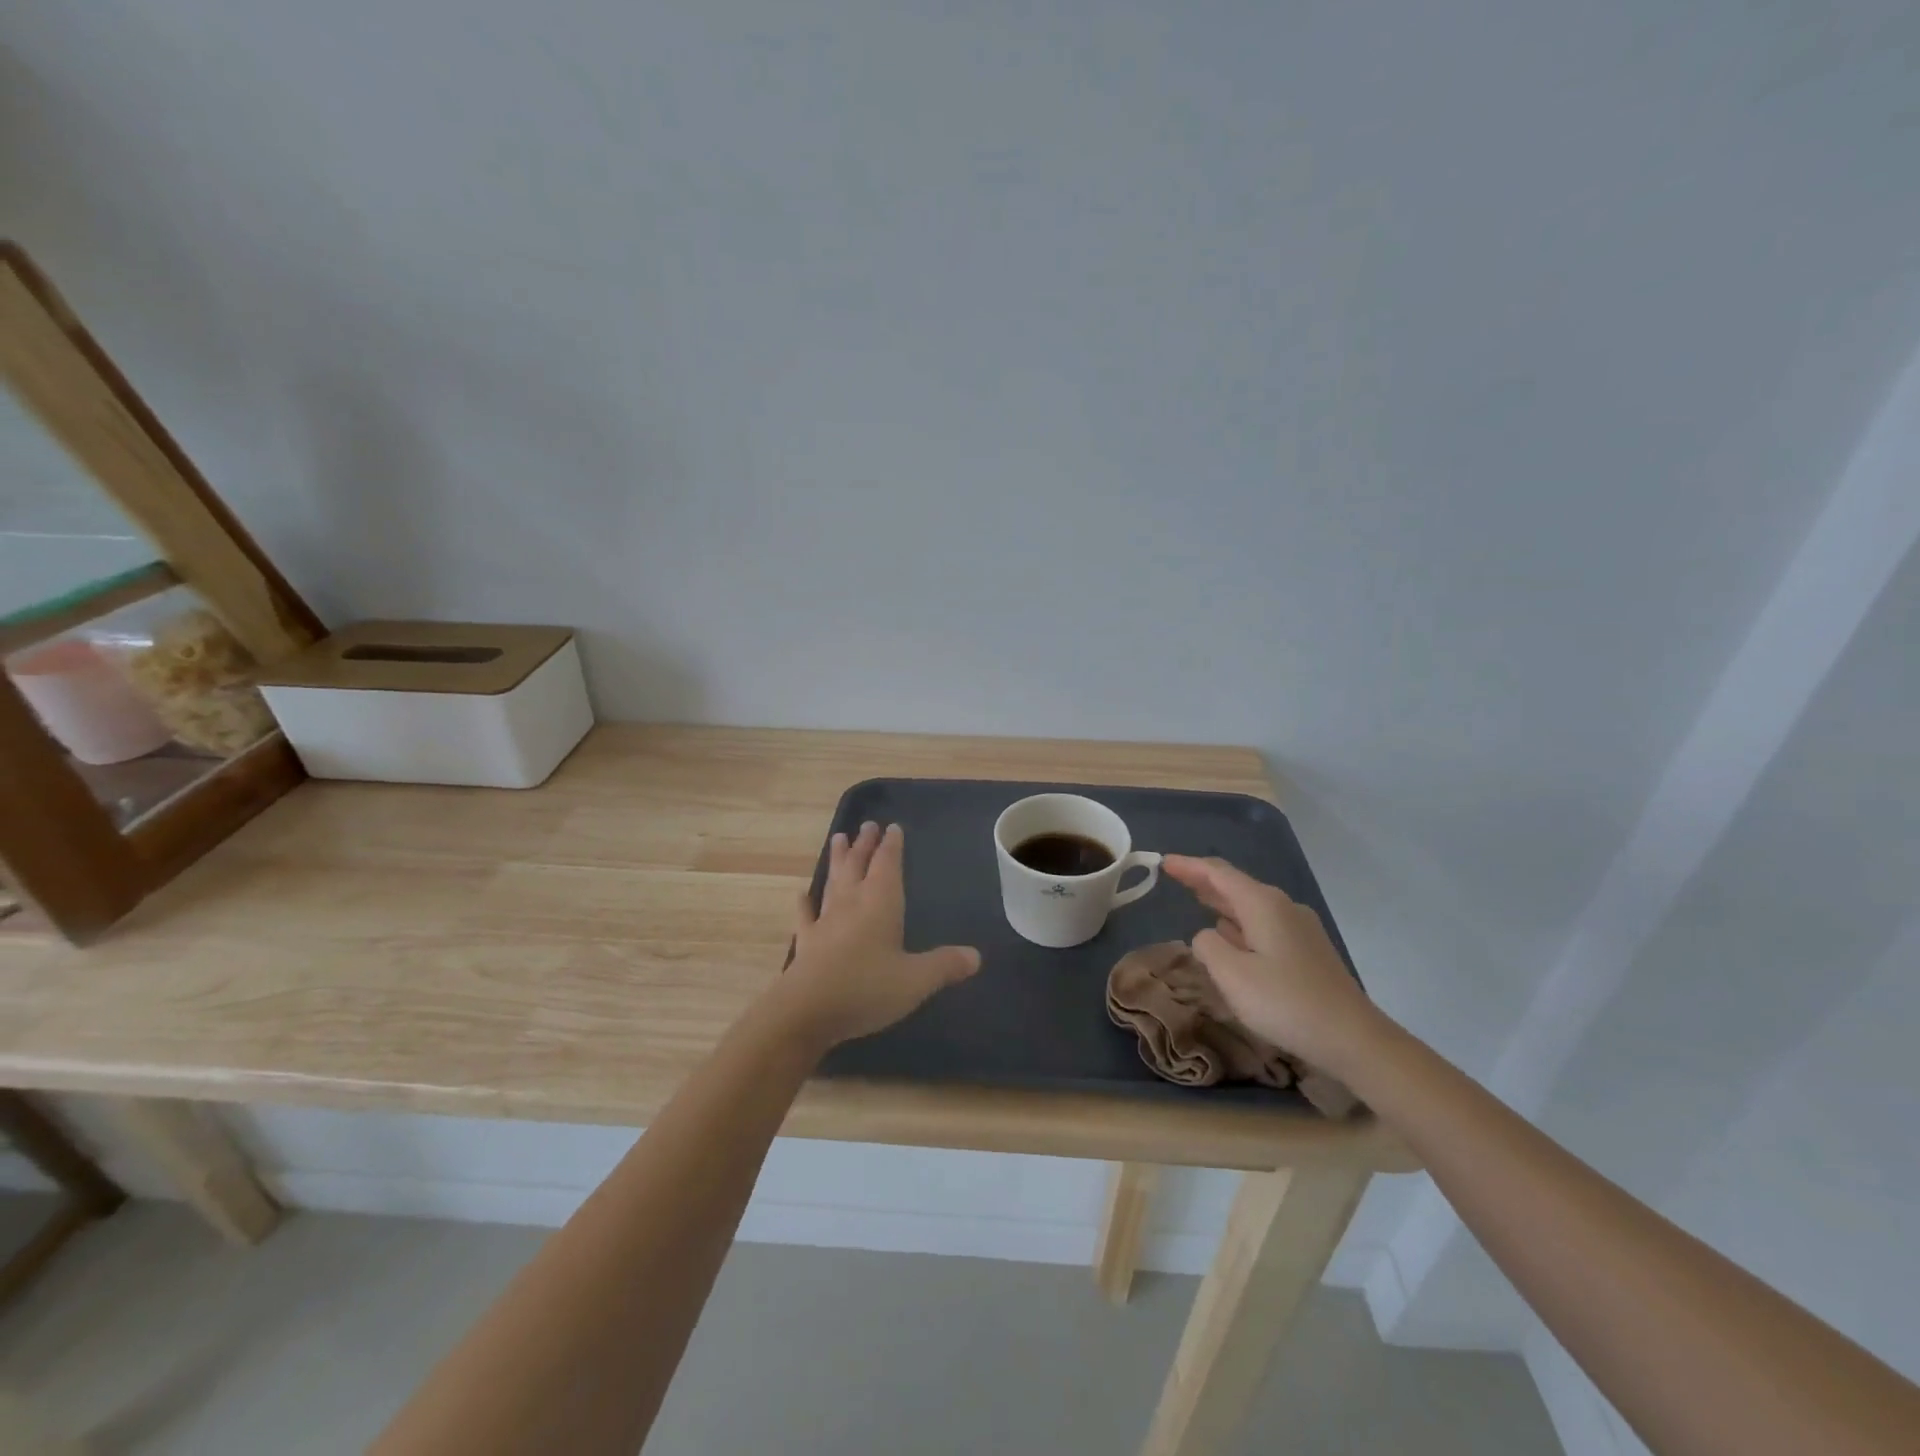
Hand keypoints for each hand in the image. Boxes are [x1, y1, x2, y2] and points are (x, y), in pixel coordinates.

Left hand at [774, 822, 980, 1049]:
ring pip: (833, 882)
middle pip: (858, 866)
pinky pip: (806, 916)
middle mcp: (851, 904)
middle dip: (864, 845)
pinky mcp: (806, 943)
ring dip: (837, 860)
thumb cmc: (867, 988)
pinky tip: (802, 894)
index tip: (892, 827)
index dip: (891, 846)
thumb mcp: (915, 980)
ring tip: (838, 839)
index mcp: (880, 903)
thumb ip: (944, 965)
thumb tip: (976, 957)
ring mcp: (825, 922)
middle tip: (866, 825)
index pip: (887, 865)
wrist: (806, 1012)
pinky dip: (805, 903)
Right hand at [1162, 854, 1381, 1071]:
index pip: (1218, 873)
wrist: (1354, 1039)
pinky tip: (1230, 934)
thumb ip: (1208, 946)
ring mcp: (1300, 928)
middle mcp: (1283, 907)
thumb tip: (1208, 936)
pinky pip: (1263, 924)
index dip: (1189, 866)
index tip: (1163, 862)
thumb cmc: (1286, 1003)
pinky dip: (1239, 922)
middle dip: (1204, 879)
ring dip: (1222, 901)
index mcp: (1263, 904)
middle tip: (1174, 876)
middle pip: (1236, 885)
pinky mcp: (1308, 951)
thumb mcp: (1232, 975)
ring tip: (1197, 900)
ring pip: (1251, 905)